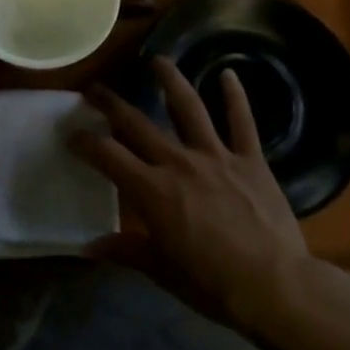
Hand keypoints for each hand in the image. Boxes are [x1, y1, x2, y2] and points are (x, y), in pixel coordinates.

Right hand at [71, 58, 338, 337]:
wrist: (277, 289)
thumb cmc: (213, 285)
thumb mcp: (161, 271)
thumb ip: (125, 250)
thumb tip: (88, 247)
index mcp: (152, 191)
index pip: (107, 155)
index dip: (85, 142)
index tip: (72, 135)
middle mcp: (178, 163)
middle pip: (137, 122)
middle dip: (111, 103)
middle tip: (95, 89)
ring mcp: (216, 156)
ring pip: (188, 107)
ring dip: (171, 80)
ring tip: (157, 60)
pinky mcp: (251, 160)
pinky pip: (242, 122)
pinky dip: (235, 96)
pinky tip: (228, 73)